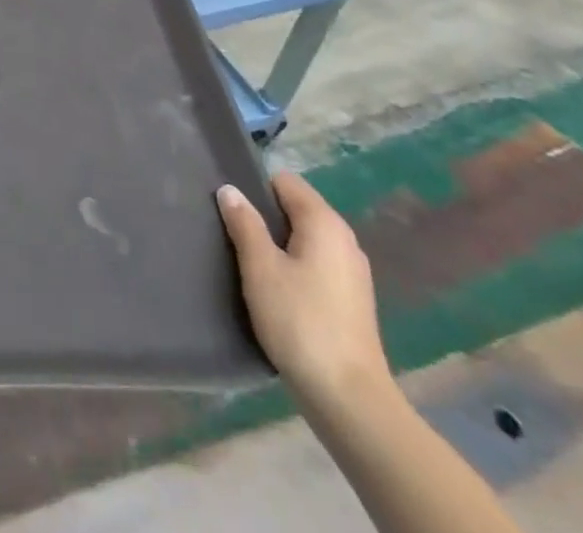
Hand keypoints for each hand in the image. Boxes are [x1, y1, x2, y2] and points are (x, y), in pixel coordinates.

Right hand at [217, 172, 390, 407]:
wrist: (348, 399)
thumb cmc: (300, 321)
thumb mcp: (260, 267)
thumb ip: (244, 223)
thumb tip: (230, 190)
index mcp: (325, 224)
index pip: (285, 181)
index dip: (255, 187)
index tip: (231, 208)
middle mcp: (344, 240)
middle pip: (295, 209)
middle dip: (264, 216)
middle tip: (232, 234)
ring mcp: (352, 273)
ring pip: (304, 239)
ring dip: (277, 245)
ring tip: (248, 263)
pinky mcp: (351, 301)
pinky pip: (315, 264)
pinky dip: (293, 267)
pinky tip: (274, 291)